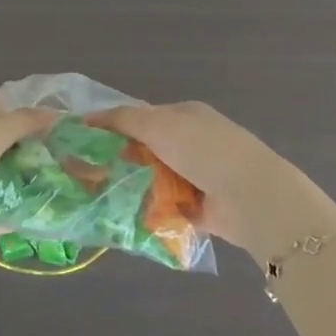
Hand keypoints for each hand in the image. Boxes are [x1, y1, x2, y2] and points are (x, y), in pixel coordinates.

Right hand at [92, 101, 335, 263]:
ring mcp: (198, 176)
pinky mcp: (201, 208)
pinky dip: (151, 213)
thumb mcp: (159, 124)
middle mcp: (193, 143)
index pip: (143, 117)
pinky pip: (167, 208)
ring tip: (99, 199)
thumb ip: (123, 119)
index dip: (115, 127)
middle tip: (87, 174)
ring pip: (155, 180)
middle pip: (147, 150)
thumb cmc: (203, 149)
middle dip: (121, 161)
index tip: (85, 142)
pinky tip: (124, 219)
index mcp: (186, 116)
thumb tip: (88, 117)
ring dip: (134, 188)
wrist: (251, 196)